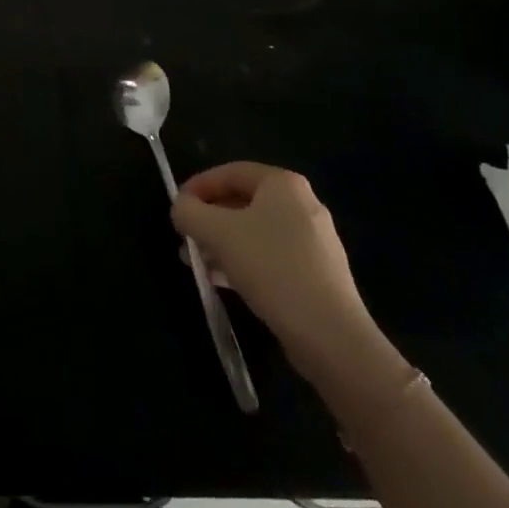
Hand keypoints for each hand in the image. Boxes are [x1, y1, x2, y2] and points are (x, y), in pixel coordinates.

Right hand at [172, 162, 379, 380]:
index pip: (230, 172)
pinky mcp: (318, 274)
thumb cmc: (272, 268)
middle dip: (209, 220)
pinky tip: (225, 282)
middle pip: (243, 202)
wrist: (331, 335)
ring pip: (256, 232)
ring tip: (199, 263)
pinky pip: (272, 257)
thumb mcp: (217, 233)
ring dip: (223, 243)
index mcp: (283, 183)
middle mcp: (302, 204)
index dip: (198, 186)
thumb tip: (181, 208)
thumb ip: (189, 212)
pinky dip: (245, 262)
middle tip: (186, 238)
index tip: (177, 208)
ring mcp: (314, 240)